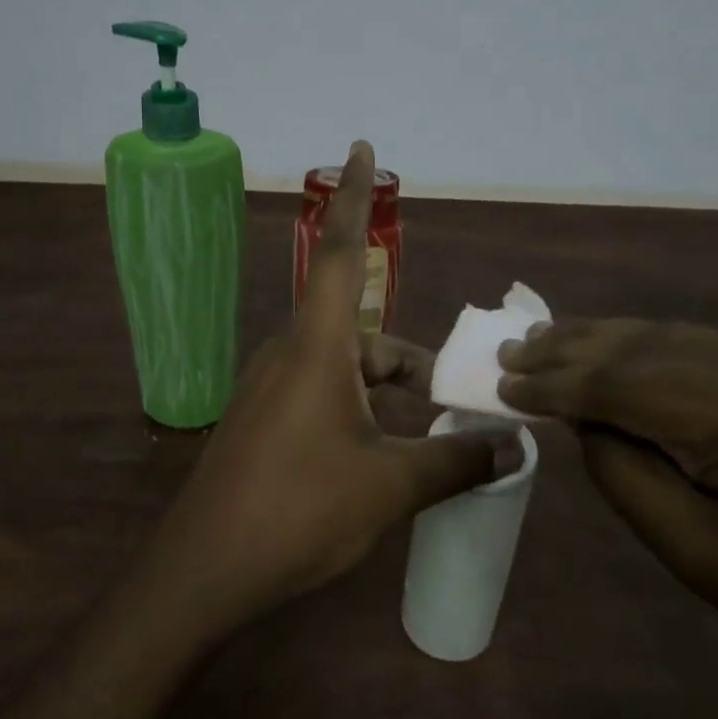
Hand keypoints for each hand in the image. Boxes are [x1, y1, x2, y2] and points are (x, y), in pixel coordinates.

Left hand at [149, 141, 520, 624]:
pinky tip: (388, 458)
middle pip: (362, 332)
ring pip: (345, 370)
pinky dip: (363, 413)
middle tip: (456, 397)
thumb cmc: (298, 512)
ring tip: (435, 438)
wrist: (206, 570)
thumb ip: (455, 461)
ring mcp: (271, 390)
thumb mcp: (389, 487)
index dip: (352, 197)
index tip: (360, 148)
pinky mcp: (264, 423)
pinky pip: (324, 397)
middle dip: (411, 361)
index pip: (337, 251)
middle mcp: (290, 355)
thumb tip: (512, 448)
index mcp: (316, 347)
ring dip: (389, 393)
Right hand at [495, 320, 717, 706]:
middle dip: (573, 347)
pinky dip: (659, 349)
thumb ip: (626, 475)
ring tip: (551, 340)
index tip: (501, 382)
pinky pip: (717, 348)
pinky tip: (626, 353)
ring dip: (611, 340)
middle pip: (648, 344)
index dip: (555, 382)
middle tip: (514, 350)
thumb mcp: (696, 556)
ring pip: (680, 336)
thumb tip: (583, 420)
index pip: (623, 384)